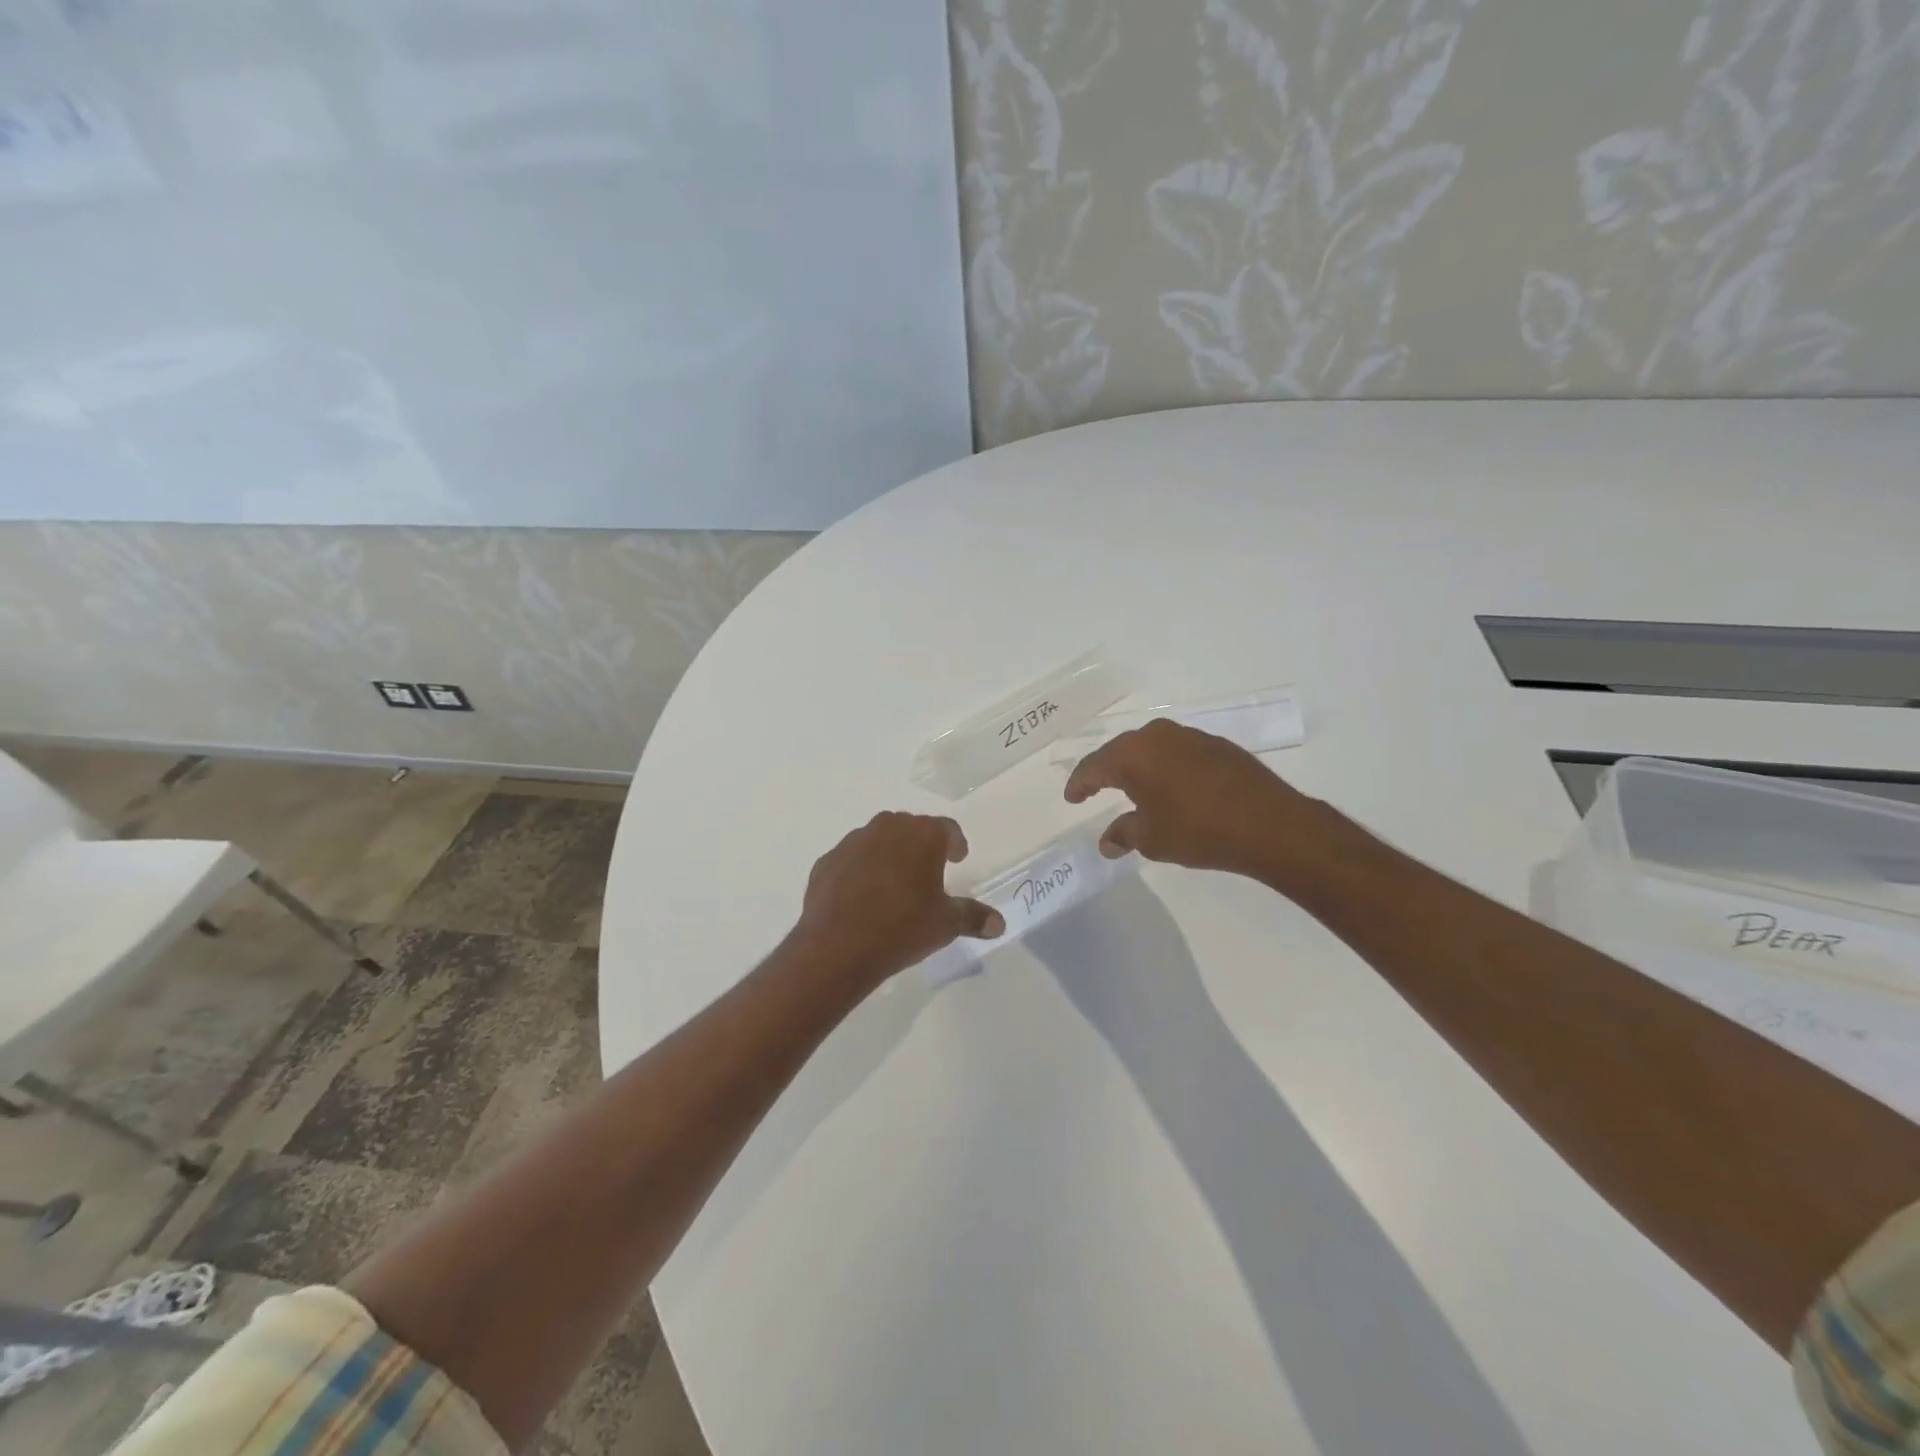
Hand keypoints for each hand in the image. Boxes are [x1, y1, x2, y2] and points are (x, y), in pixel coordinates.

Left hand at [795, 812, 1003, 985]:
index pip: (947, 829)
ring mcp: (853, 842)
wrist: (837, 946)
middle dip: (921, 846)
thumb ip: (974, 917)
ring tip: (894, 885)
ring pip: (878, 841)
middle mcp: (887, 828)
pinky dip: (860, 872)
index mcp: (923, 835)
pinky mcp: (826, 862)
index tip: (958, 858)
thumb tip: (999, 923)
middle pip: (911, 829)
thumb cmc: (903, 927)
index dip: (955, 843)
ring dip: (889, 856)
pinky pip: (851, 861)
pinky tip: (862, 898)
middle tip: (928, 871)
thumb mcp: (946, 924)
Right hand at [1063, 719, 1336, 880]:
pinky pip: (1179, 752)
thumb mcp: (1152, 839)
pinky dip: (1167, 767)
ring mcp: (1191, 737)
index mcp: (1133, 755)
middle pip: (1121, 751)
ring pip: (1152, 748)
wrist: (1269, 824)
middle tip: (1095, 789)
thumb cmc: (1197, 830)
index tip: (1071, 798)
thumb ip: (1124, 835)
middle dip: (1106, 771)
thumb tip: (1107, 842)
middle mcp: (1158, 736)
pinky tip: (1173, 786)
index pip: (1094, 766)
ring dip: (1139, 767)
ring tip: (1134, 788)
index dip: (1079, 783)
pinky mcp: (1218, 746)